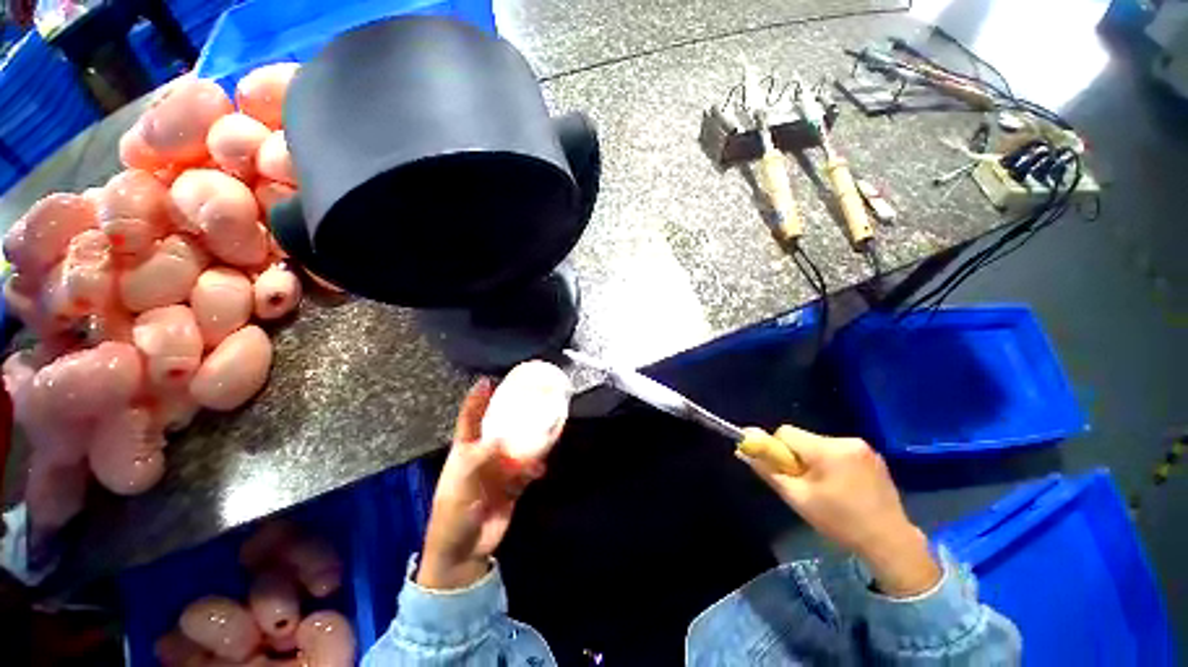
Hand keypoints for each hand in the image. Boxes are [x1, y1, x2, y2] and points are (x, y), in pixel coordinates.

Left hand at [417, 379, 545, 590]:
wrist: (464, 553)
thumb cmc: (452, 516)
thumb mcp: (459, 486)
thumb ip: (477, 461)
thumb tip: (499, 439)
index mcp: (464, 451)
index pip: (469, 418)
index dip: (476, 399)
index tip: (487, 380)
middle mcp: (483, 455)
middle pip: (499, 427)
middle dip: (512, 413)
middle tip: (528, 398)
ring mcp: (499, 470)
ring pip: (517, 446)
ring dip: (530, 439)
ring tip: (545, 427)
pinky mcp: (513, 485)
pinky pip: (527, 469)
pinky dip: (535, 466)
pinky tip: (541, 468)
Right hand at [737, 425, 940, 597]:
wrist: (890, 542)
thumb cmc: (840, 522)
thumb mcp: (797, 498)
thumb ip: (768, 470)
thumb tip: (744, 450)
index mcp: (827, 450)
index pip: (786, 432)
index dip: (777, 449)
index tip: (785, 472)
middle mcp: (845, 441)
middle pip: (803, 438)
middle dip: (797, 456)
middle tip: (805, 485)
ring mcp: (863, 447)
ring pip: (820, 445)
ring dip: (814, 461)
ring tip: (826, 489)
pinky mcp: (873, 456)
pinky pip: (838, 450)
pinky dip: (832, 463)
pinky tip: (843, 487)